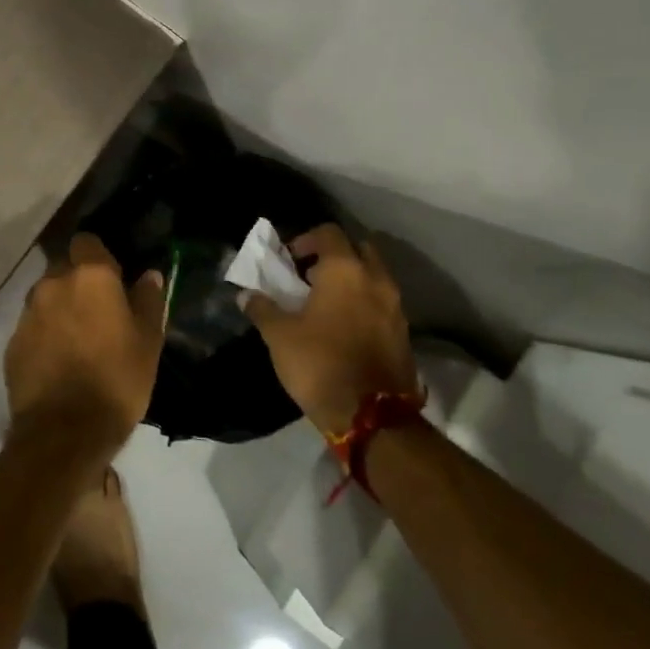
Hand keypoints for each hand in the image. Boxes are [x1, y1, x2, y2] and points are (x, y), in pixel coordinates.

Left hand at [5, 234, 166, 463]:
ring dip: (60, 308)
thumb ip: (148, 301)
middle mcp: (53, 284)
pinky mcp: (12, 342)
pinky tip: (59, 361)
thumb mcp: (148, 342)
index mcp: (90, 277)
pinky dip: (45, 335)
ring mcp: (28, 313)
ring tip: (78, 340)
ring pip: (46, 297)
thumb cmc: (117, 381)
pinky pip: (33, 326)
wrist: (63, 432)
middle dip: (78, 282)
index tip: (113, 278)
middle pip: (64, 268)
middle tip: (99, 312)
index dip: (99, 256)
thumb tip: (149, 275)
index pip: (87, 242)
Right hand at [242, 224, 417, 437]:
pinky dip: (364, 304)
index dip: (305, 239)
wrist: (372, 415)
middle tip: (310, 277)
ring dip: (352, 281)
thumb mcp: (279, 336)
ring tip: (325, 304)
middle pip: (358, 249)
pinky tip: (344, 327)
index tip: (288, 260)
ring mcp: (396, 306)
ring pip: (374, 277)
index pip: (328, 233)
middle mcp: (376, 279)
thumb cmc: (320, 363)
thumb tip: (246, 295)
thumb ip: (262, 309)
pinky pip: (382, 303)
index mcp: (345, 270)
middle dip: (335, 256)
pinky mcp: (404, 332)